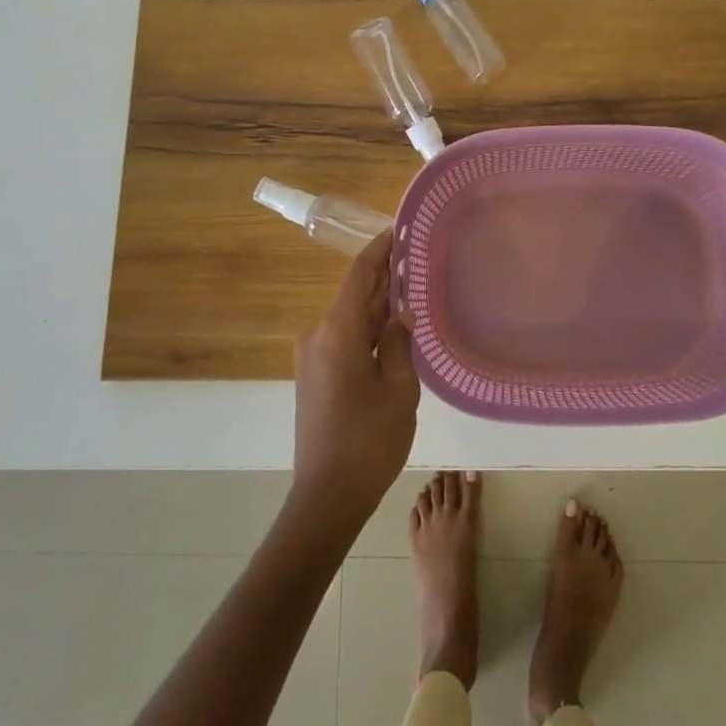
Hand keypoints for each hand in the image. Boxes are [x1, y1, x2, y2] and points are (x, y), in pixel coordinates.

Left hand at [290, 231, 419, 531]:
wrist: (327, 496)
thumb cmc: (369, 440)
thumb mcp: (399, 388)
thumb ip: (399, 343)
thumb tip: (400, 314)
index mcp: (337, 332)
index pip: (359, 275)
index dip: (379, 249)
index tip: (399, 229)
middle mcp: (318, 335)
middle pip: (354, 295)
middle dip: (382, 277)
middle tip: (414, 259)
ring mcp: (312, 357)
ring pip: (349, 319)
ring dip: (375, 306)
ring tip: (409, 290)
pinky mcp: (313, 376)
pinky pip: (342, 339)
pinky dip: (366, 330)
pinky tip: (391, 330)